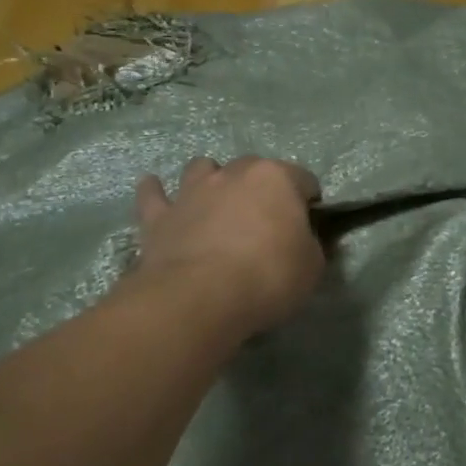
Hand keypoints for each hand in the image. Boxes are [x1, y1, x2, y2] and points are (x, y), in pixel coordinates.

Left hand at [130, 156, 324, 338]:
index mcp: (276, 179)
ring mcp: (193, 191)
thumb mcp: (311, 266)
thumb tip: (303, 241)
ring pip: (202, 168)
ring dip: (211, 180)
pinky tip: (155, 191)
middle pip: (253, 168)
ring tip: (215, 202)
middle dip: (261, 187)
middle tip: (265, 219)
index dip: (308, 200)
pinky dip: (155, 192)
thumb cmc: (268, 276)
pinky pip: (153, 195)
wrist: (200, 297)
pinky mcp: (159, 216)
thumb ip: (310, 245)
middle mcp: (234, 173)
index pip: (303, 179)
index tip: (308, 223)